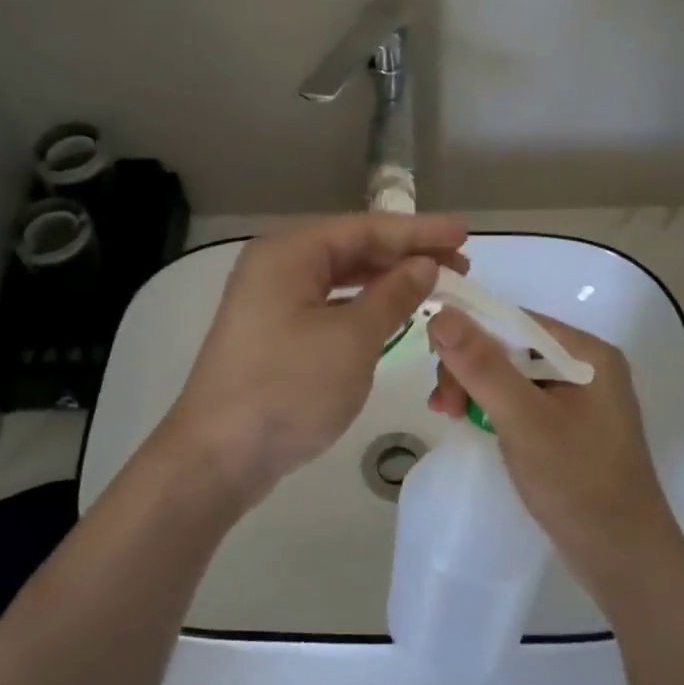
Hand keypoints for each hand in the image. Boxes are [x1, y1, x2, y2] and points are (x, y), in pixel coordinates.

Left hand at [166, 214, 468, 506]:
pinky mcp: (275, 332)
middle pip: (352, 248)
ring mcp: (272, 300)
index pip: (365, 228)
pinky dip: (363, 306)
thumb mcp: (351, 340)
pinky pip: (329, 304)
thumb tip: (424, 266)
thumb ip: (392, 296)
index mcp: (289, 253)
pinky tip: (391, 312)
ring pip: (341, 278)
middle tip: (460, 265)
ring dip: (387, 280)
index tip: (464, 235)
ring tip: (435, 285)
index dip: (419, 232)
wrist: (219, 456)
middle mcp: (277, 266)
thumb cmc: (288, 389)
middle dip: (406, 255)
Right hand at [426, 308, 683, 602]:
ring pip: (510, 374)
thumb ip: (482, 366)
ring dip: (475, 389)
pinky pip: (519, 400)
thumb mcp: (524, 420)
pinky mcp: (567, 425)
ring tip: (449, 417)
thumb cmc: (577, 484)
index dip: (468, 333)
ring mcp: (578, 397)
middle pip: (510, 346)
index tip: (432, 363)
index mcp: (587, 353)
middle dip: (469, 368)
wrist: (623, 560)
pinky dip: (492, 408)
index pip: (514, 321)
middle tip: (443, 407)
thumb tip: (441, 313)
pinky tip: (471, 424)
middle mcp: (585, 365)